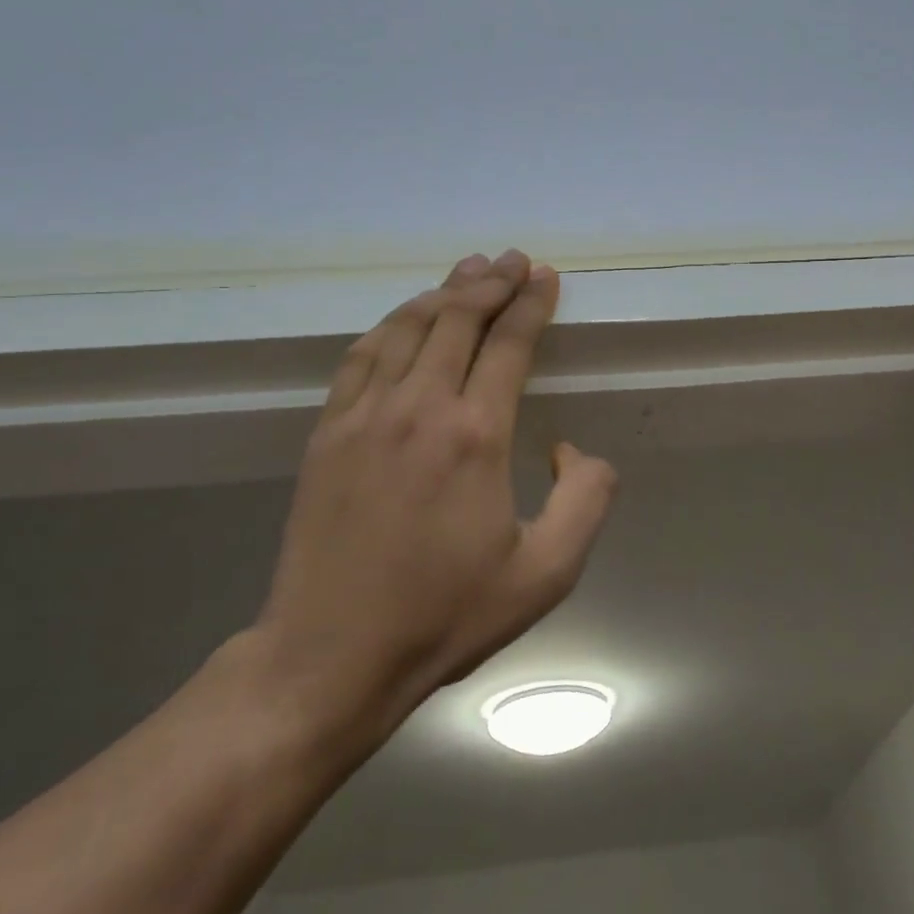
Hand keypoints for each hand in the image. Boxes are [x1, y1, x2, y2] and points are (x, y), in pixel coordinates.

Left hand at [252, 250, 617, 747]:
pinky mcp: (329, 430)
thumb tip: (571, 448)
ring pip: (409, 326)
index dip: (530, 302)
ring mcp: (366, 413)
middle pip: (458, 318)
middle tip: (512, 259)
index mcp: (476, 435)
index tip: (544, 275)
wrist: (331, 655)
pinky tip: (405, 316)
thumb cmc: (444, 615)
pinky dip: (391, 324)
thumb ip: (585, 500)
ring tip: (467, 269)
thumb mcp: (545, 575)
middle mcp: (420, 406)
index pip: (509, 342)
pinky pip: (363, 355)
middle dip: (491, 281)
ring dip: (443, 291)